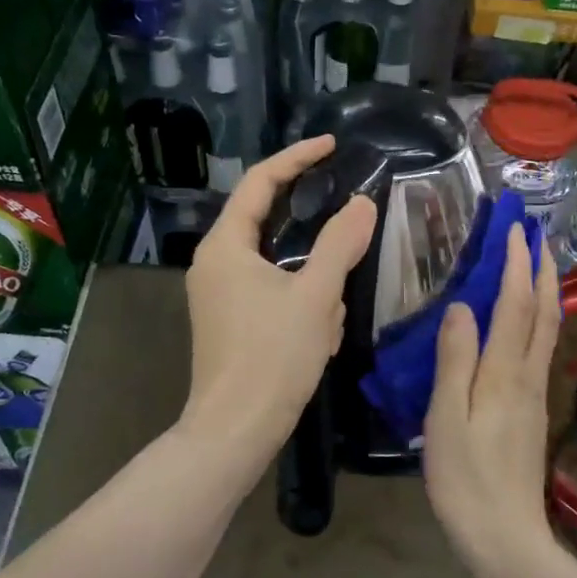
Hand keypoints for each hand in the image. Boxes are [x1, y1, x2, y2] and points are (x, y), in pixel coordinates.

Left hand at [182, 135, 376, 461]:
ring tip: (331, 316)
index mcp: (225, 246)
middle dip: (312, 233)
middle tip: (348, 227)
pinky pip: (272, 292)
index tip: (331, 145)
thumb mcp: (316, 297)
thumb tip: (362, 204)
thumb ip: (340, 244)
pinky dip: (301, 302)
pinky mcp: (229, 320)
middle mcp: (214, 263)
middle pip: (266, 222)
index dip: (297, 158)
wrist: (235, 432)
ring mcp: (218, 294)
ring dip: (311, 281)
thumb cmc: (272, 358)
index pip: (260, 182)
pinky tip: (320, 334)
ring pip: (277, 265)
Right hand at [422, 224, 562, 577]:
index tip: (515, 229)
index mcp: (504, 374)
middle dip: (542, 269)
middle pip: (544, 312)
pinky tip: (529, 318)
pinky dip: (540, 317)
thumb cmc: (465, 480)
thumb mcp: (445, 420)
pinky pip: (541, 347)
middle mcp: (528, 375)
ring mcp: (536, 392)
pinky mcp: (534, 408)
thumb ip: (454, 361)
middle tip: (537, 234)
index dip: (516, 265)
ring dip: (545, 290)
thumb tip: (462, 306)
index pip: (515, 305)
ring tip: (538, 263)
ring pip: (548, 328)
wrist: (506, 537)